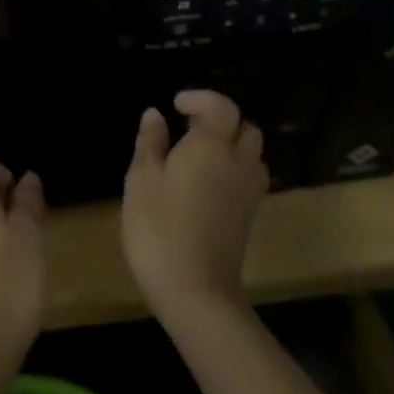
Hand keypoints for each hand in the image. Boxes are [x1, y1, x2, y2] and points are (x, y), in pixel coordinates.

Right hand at [123, 90, 268, 325]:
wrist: (197, 295)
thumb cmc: (160, 229)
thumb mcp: (141, 181)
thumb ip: (150, 143)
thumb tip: (155, 114)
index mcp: (211, 146)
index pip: (221, 106)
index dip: (201, 98)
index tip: (176, 106)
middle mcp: (238, 162)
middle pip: (245, 127)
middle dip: (221, 120)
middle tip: (189, 128)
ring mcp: (249, 192)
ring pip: (252, 153)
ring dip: (231, 145)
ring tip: (199, 155)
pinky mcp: (250, 217)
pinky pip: (250, 177)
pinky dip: (235, 169)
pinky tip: (209, 184)